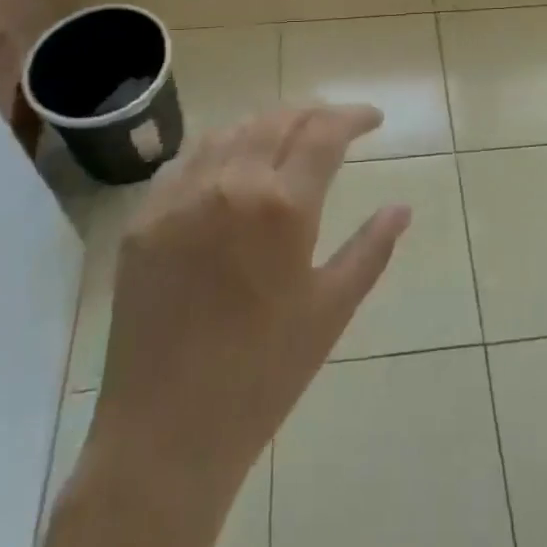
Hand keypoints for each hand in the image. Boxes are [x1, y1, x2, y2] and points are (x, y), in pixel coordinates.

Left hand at [92, 104, 411, 493]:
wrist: (165, 433)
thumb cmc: (263, 376)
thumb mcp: (330, 310)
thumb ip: (370, 249)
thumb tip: (402, 207)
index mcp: (282, 206)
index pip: (325, 132)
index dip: (354, 116)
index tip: (373, 119)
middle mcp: (230, 183)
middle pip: (278, 119)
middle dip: (313, 114)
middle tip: (335, 125)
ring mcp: (180, 197)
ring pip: (230, 131)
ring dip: (267, 125)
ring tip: (288, 139)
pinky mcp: (144, 217)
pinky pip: (187, 161)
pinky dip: (220, 149)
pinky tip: (231, 166)